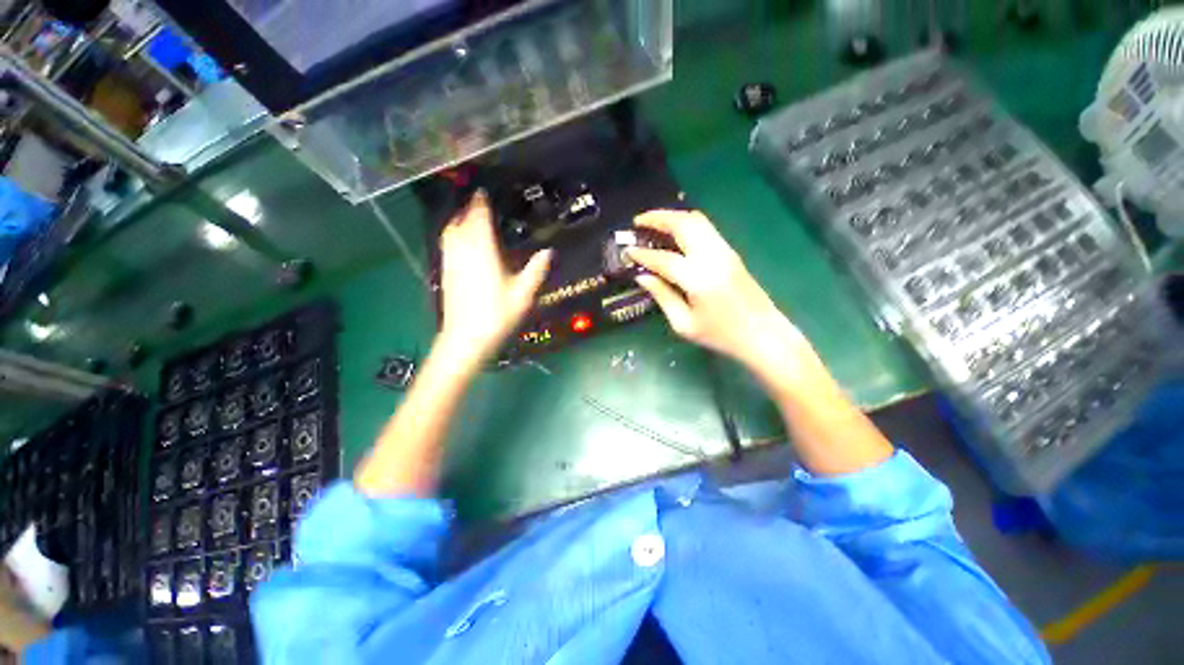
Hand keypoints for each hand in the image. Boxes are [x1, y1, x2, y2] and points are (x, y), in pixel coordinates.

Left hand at [438, 191, 551, 365]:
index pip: (479, 218)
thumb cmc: (497, 315)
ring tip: (469, 219)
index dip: (481, 203)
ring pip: (450, 232)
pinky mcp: (445, 273)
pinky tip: (461, 243)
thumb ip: (536, 270)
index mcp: (483, 251)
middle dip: (468, 210)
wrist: (466, 338)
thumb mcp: (524, 294)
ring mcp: (451, 262)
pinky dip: (453, 236)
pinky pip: (447, 245)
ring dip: (458, 221)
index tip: (484, 193)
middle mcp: (463, 251)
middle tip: (479, 205)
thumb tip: (548, 252)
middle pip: (461, 221)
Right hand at [627, 210, 809, 373]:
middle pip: (683, 224)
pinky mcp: (731, 252)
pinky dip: (686, 224)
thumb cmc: (721, 335)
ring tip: (653, 223)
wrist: (763, 335)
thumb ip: (662, 296)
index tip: (627, 251)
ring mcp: (725, 251)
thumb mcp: (684, 324)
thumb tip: (642, 277)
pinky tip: (674, 234)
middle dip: (658, 218)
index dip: (642, 254)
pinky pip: (705, 228)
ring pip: (697, 220)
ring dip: (672, 217)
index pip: (664, 258)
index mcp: (698, 279)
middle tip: (637, 222)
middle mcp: (712, 257)